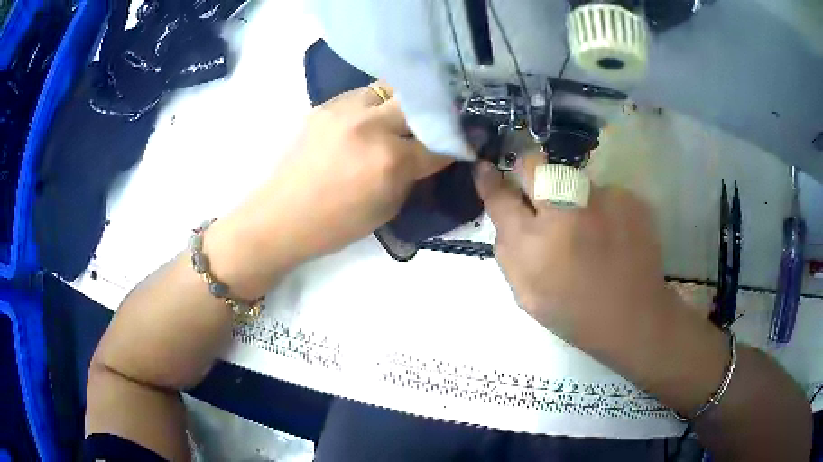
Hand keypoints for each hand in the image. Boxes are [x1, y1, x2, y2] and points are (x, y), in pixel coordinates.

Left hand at [218, 84, 451, 288]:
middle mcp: (371, 126)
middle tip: (435, 125)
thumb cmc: (336, 225)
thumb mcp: (388, 208)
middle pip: (420, 104)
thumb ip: (413, 176)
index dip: (457, 144)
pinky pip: (363, 95)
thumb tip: (433, 155)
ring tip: (401, 118)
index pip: (440, 143)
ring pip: (390, 90)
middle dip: (433, 115)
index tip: (466, 142)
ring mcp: (346, 110)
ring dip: (403, 103)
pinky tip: (370, 120)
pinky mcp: (326, 105)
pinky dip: (375, 104)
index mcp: (390, 161)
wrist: (282, 216)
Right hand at [473, 160, 675, 346]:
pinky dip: (602, 208)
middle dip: (529, 171)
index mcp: (534, 243)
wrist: (634, 317)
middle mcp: (565, 210)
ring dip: (572, 197)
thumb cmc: (575, 312)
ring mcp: (602, 199)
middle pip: (534, 164)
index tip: (485, 168)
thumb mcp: (526, 294)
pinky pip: (603, 192)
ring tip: (590, 230)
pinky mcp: (628, 197)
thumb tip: (505, 215)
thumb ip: (508, 252)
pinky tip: (613, 234)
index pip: (501, 197)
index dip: (490, 180)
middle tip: (541, 194)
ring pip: (572, 179)